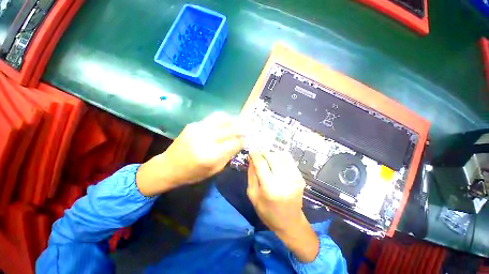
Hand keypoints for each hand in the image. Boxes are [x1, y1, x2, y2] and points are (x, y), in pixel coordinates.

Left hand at [136, 112, 242, 195]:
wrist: (168, 167)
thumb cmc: (192, 173)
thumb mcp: (214, 170)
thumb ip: (228, 156)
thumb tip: (239, 144)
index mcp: (210, 155)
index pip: (234, 143)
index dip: (243, 141)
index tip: (247, 140)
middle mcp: (205, 139)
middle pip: (230, 129)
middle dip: (241, 129)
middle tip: (248, 129)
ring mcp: (198, 129)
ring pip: (222, 119)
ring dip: (233, 120)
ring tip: (238, 123)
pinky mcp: (193, 125)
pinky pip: (212, 119)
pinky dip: (222, 120)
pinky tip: (226, 123)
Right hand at [247, 150, 318, 262]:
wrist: (290, 222)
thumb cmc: (267, 211)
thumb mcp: (253, 195)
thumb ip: (251, 174)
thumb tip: (251, 158)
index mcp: (270, 188)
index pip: (261, 163)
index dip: (255, 154)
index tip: (251, 151)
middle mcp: (284, 181)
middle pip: (272, 156)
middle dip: (263, 153)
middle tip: (258, 156)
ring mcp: (295, 178)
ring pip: (281, 155)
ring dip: (271, 154)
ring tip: (266, 158)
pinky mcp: (300, 177)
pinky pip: (289, 159)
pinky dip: (280, 156)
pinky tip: (275, 161)